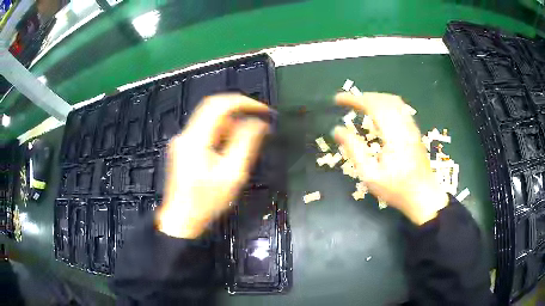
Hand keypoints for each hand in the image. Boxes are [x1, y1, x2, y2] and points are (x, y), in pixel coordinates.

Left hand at [156, 94, 269, 237]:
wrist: (182, 219)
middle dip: (238, 112)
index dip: (243, 102)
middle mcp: (185, 135)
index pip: (219, 105)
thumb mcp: (232, 175)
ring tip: (243, 145)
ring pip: (210, 120)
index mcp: (195, 140)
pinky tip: (228, 152)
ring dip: (230, 126)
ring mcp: (182, 141)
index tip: (262, 110)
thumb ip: (246, 144)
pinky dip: (221, 135)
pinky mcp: (183, 148)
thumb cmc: (205, 202)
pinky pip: (205, 131)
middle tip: (257, 122)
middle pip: (213, 109)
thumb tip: (258, 123)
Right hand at [333, 92, 448, 224]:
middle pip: (384, 99)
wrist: (423, 196)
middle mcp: (404, 126)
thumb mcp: (370, 175)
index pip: (373, 106)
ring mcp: (412, 128)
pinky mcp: (415, 132)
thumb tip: (337, 130)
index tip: (338, 99)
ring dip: (375, 98)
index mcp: (394, 135)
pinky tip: (379, 112)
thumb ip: (354, 150)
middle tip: (348, 101)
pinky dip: (386, 104)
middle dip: (364, 96)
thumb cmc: (396, 189)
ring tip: (361, 104)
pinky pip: (400, 109)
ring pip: (394, 102)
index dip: (354, 99)